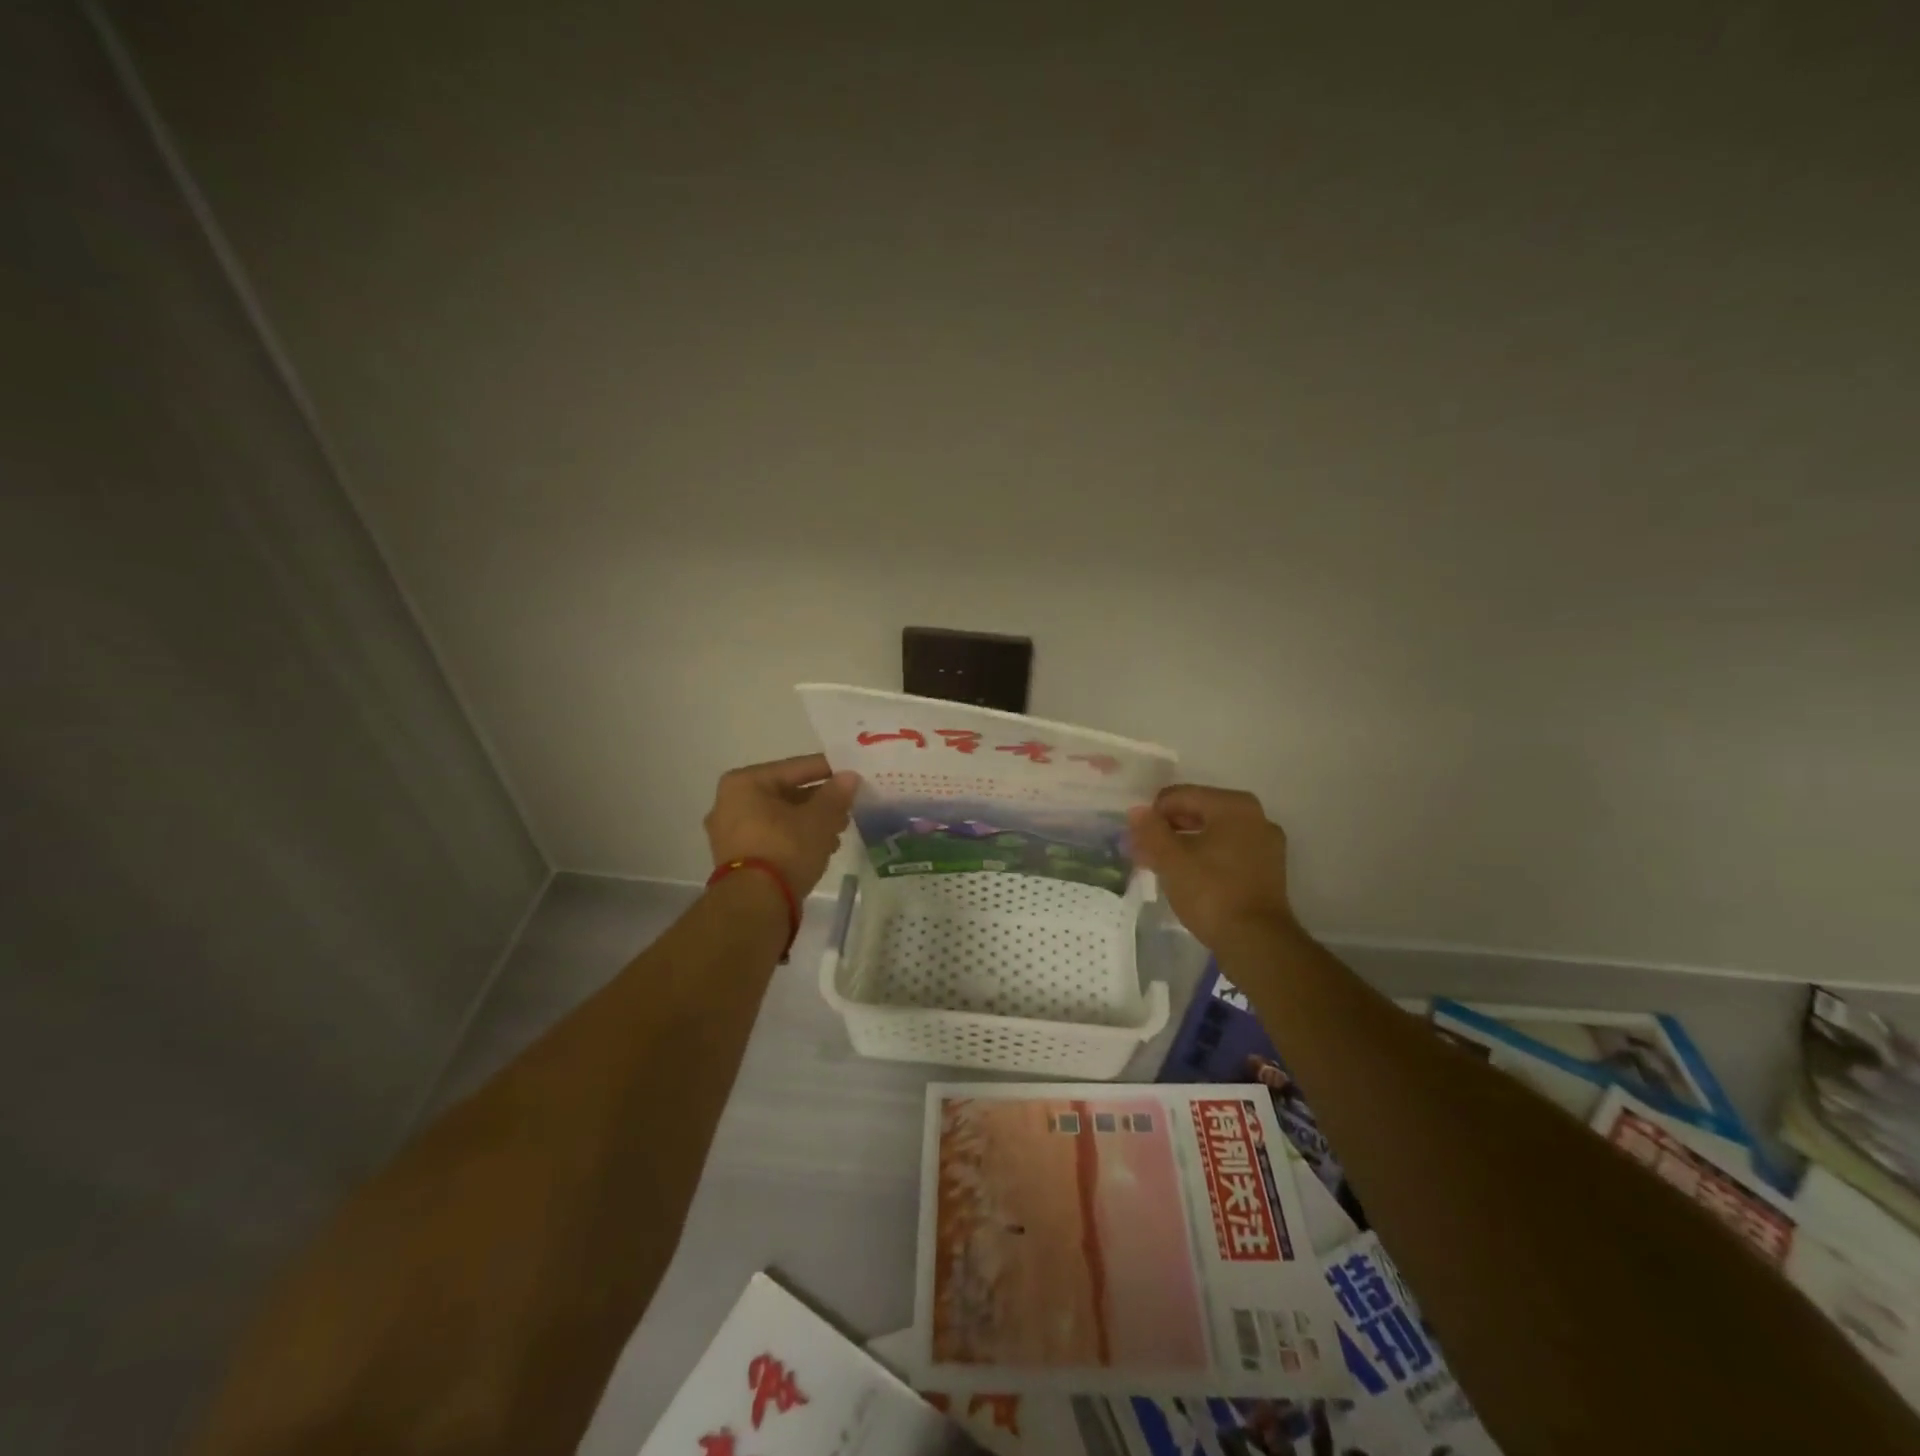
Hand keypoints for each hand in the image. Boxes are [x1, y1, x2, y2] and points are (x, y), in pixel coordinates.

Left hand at [704, 753, 859, 898]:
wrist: (755, 904)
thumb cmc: (785, 849)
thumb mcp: (819, 819)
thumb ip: (836, 794)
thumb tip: (849, 777)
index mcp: (744, 783)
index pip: (795, 768)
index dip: (828, 771)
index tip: (852, 774)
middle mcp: (729, 803)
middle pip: (786, 793)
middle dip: (819, 801)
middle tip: (848, 807)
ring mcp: (729, 833)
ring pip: (779, 818)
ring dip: (809, 822)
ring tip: (838, 832)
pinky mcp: (736, 859)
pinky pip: (771, 838)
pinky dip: (794, 839)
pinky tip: (821, 848)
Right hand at [1127, 784, 1296, 950]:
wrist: (1256, 942)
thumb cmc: (1211, 892)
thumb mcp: (1171, 859)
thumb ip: (1150, 830)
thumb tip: (1136, 811)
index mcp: (1233, 805)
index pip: (1180, 796)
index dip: (1153, 815)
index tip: (1137, 840)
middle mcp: (1255, 816)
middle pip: (1198, 812)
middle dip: (1168, 830)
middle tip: (1144, 852)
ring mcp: (1266, 844)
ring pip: (1213, 834)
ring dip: (1184, 845)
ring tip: (1161, 866)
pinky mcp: (1267, 869)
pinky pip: (1228, 852)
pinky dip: (1205, 858)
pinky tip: (1187, 877)